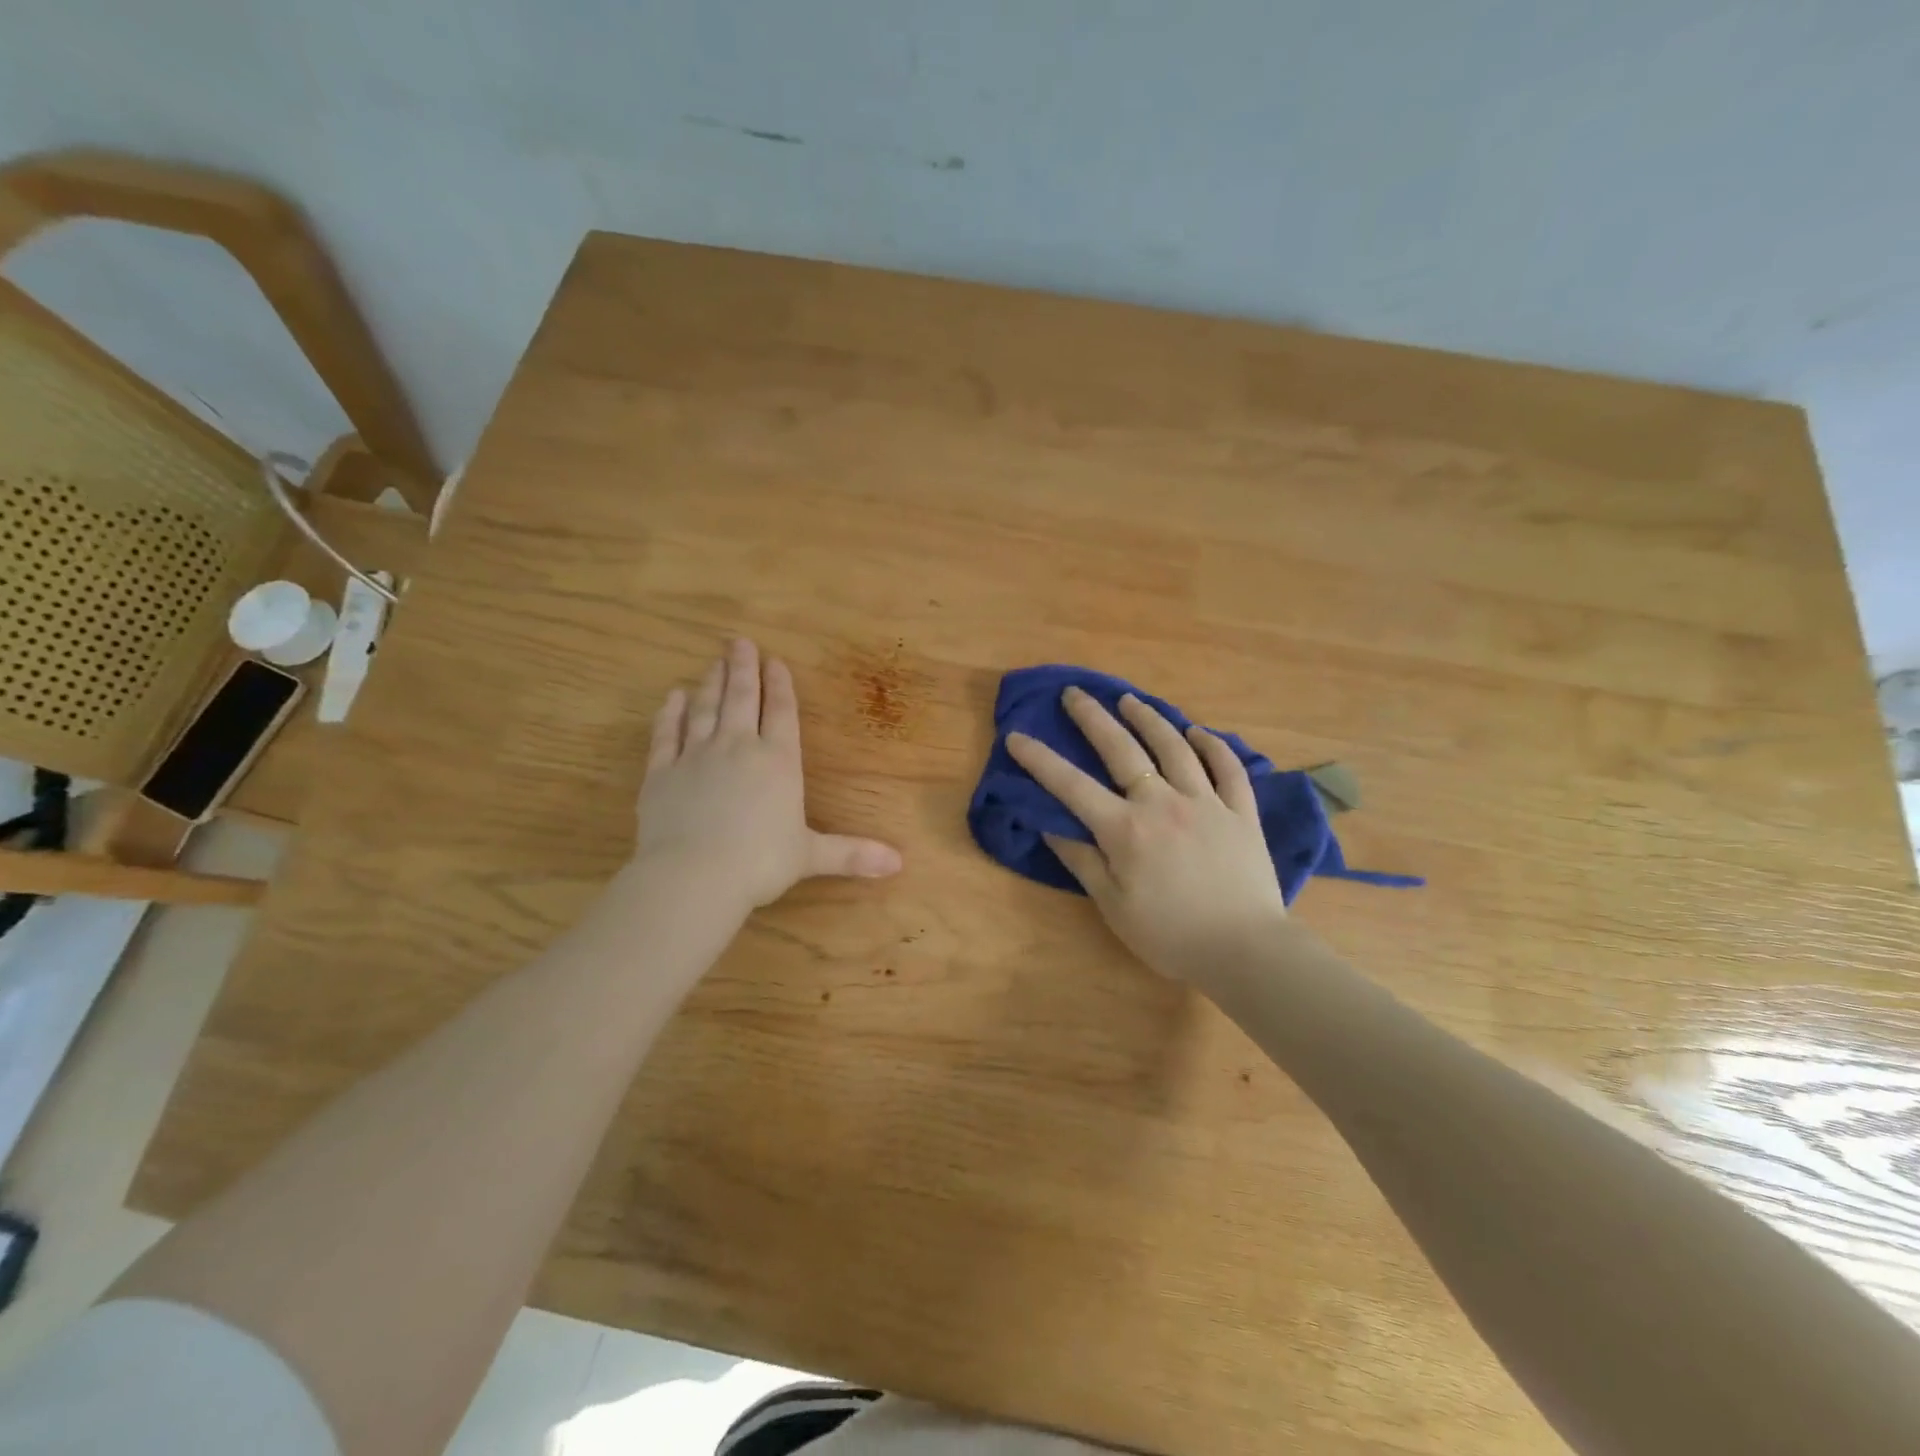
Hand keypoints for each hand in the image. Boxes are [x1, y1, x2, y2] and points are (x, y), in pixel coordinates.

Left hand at [634, 639, 901, 918]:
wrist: (693, 875)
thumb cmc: (760, 863)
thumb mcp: (811, 856)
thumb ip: (852, 853)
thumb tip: (900, 864)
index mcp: (778, 761)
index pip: (782, 713)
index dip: (780, 686)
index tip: (775, 661)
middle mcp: (738, 748)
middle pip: (742, 699)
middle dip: (743, 668)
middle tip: (739, 641)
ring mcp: (696, 756)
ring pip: (705, 709)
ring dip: (711, 683)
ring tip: (714, 662)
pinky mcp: (662, 772)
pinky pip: (667, 735)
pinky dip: (669, 714)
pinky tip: (672, 697)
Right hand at [1006, 688, 1288, 988]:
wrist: (1246, 951)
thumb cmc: (1170, 936)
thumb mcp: (1113, 906)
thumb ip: (1082, 861)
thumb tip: (1050, 826)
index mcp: (1125, 829)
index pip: (1071, 786)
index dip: (1040, 759)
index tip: (1016, 735)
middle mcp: (1162, 803)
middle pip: (1122, 749)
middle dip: (1093, 718)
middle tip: (1075, 693)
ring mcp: (1206, 803)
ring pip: (1174, 747)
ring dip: (1149, 718)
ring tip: (1129, 700)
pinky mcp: (1241, 812)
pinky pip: (1228, 768)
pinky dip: (1213, 745)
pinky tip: (1198, 732)